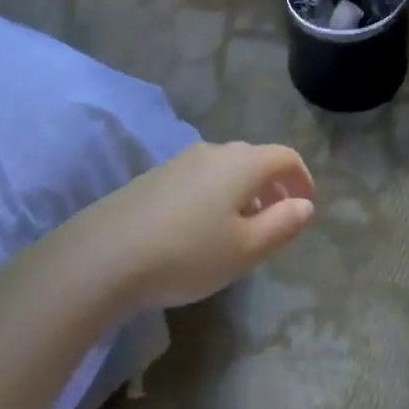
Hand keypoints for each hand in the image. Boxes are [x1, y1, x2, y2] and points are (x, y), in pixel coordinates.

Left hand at [75, 142, 316, 309]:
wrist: (102, 257)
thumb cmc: (188, 254)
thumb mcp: (246, 249)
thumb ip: (282, 225)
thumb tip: (305, 205)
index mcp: (242, 162)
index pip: (286, 157)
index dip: (302, 179)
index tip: (306, 207)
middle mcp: (214, 151)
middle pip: (255, 159)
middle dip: (273, 187)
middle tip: (278, 220)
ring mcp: (179, 162)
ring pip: (225, 169)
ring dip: (243, 192)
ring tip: (241, 229)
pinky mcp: (153, 178)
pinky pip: (199, 179)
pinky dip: (215, 196)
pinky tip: (201, 230)